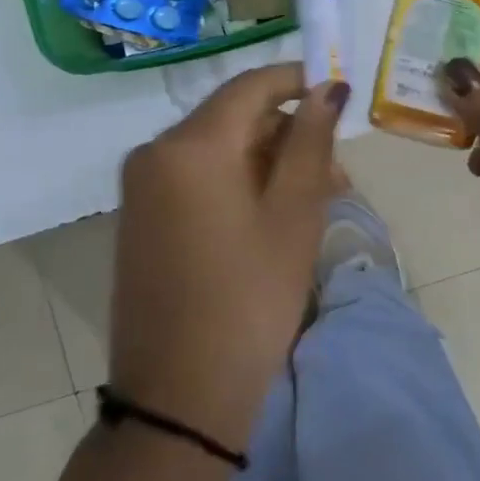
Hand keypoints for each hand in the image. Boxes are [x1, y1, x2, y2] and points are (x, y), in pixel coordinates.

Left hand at [109, 66, 348, 451]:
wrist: (178, 399)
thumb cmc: (249, 300)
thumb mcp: (293, 216)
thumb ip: (310, 141)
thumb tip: (327, 87)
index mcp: (190, 144)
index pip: (251, 86)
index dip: (298, 81)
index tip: (339, 96)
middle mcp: (155, 152)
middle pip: (233, 118)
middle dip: (288, 134)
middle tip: (338, 175)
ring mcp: (142, 186)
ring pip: (218, 150)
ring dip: (267, 163)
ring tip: (317, 202)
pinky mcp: (141, 217)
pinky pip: (196, 178)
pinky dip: (237, 184)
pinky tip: (272, 217)